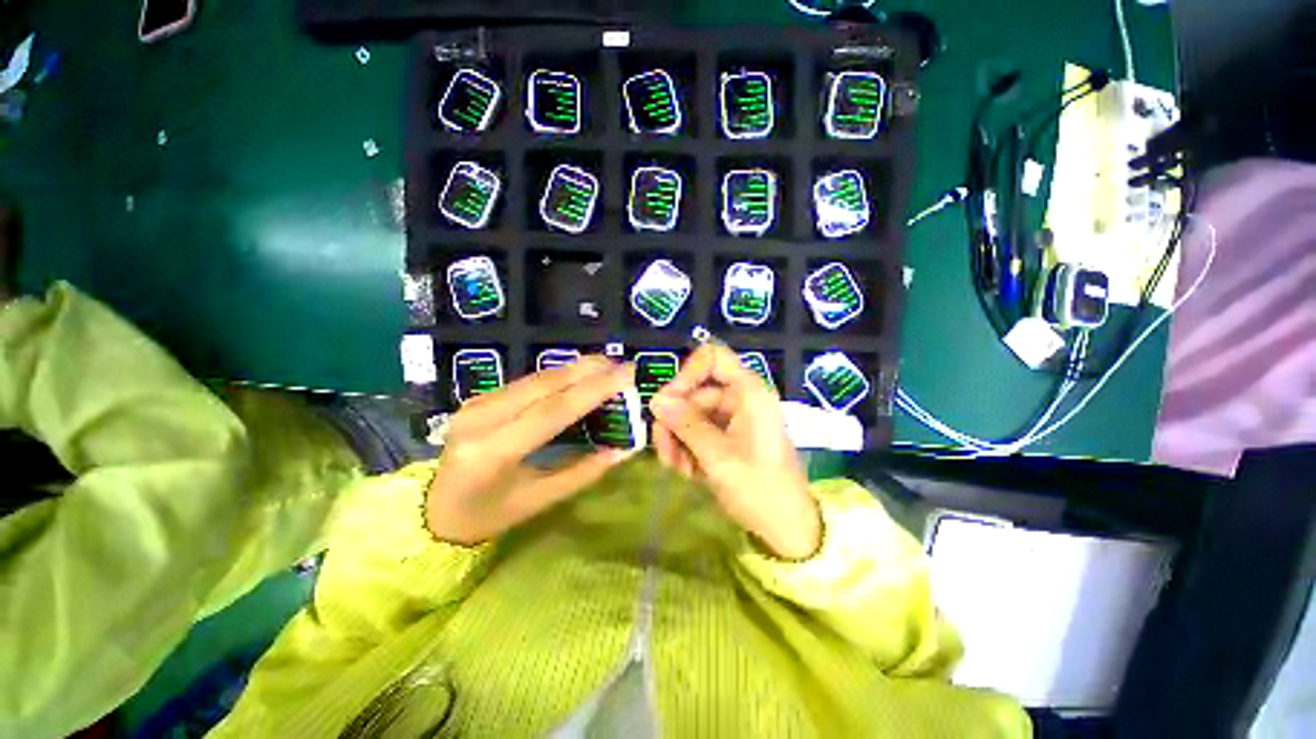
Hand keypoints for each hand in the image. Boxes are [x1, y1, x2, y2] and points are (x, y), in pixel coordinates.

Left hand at [425, 356, 635, 545]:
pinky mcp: (480, 398)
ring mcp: (477, 403)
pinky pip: (528, 382)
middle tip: (623, 365)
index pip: (553, 410)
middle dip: (589, 370)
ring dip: (576, 369)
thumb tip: (625, 449)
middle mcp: (482, 418)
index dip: (594, 389)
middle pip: (545, 384)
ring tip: (608, 368)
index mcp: (494, 451)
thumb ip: (585, 471)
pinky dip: (559, 376)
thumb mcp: (540, 500)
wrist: (434, 510)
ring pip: (537, 378)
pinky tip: (580, 376)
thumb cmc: (490, 515)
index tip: (627, 374)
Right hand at [650, 344, 820, 559]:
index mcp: (748, 392)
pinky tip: (687, 473)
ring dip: (678, 440)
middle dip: (675, 422)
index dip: (687, 372)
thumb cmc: (760, 489)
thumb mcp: (718, 457)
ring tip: (676, 469)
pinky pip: (699, 431)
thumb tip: (656, 399)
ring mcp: (733, 418)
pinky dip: (688, 448)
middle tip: (664, 453)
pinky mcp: (728, 436)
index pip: (712, 357)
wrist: (787, 528)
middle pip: (694, 392)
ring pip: (692, 415)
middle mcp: (740, 398)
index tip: (669, 401)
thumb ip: (686, 425)